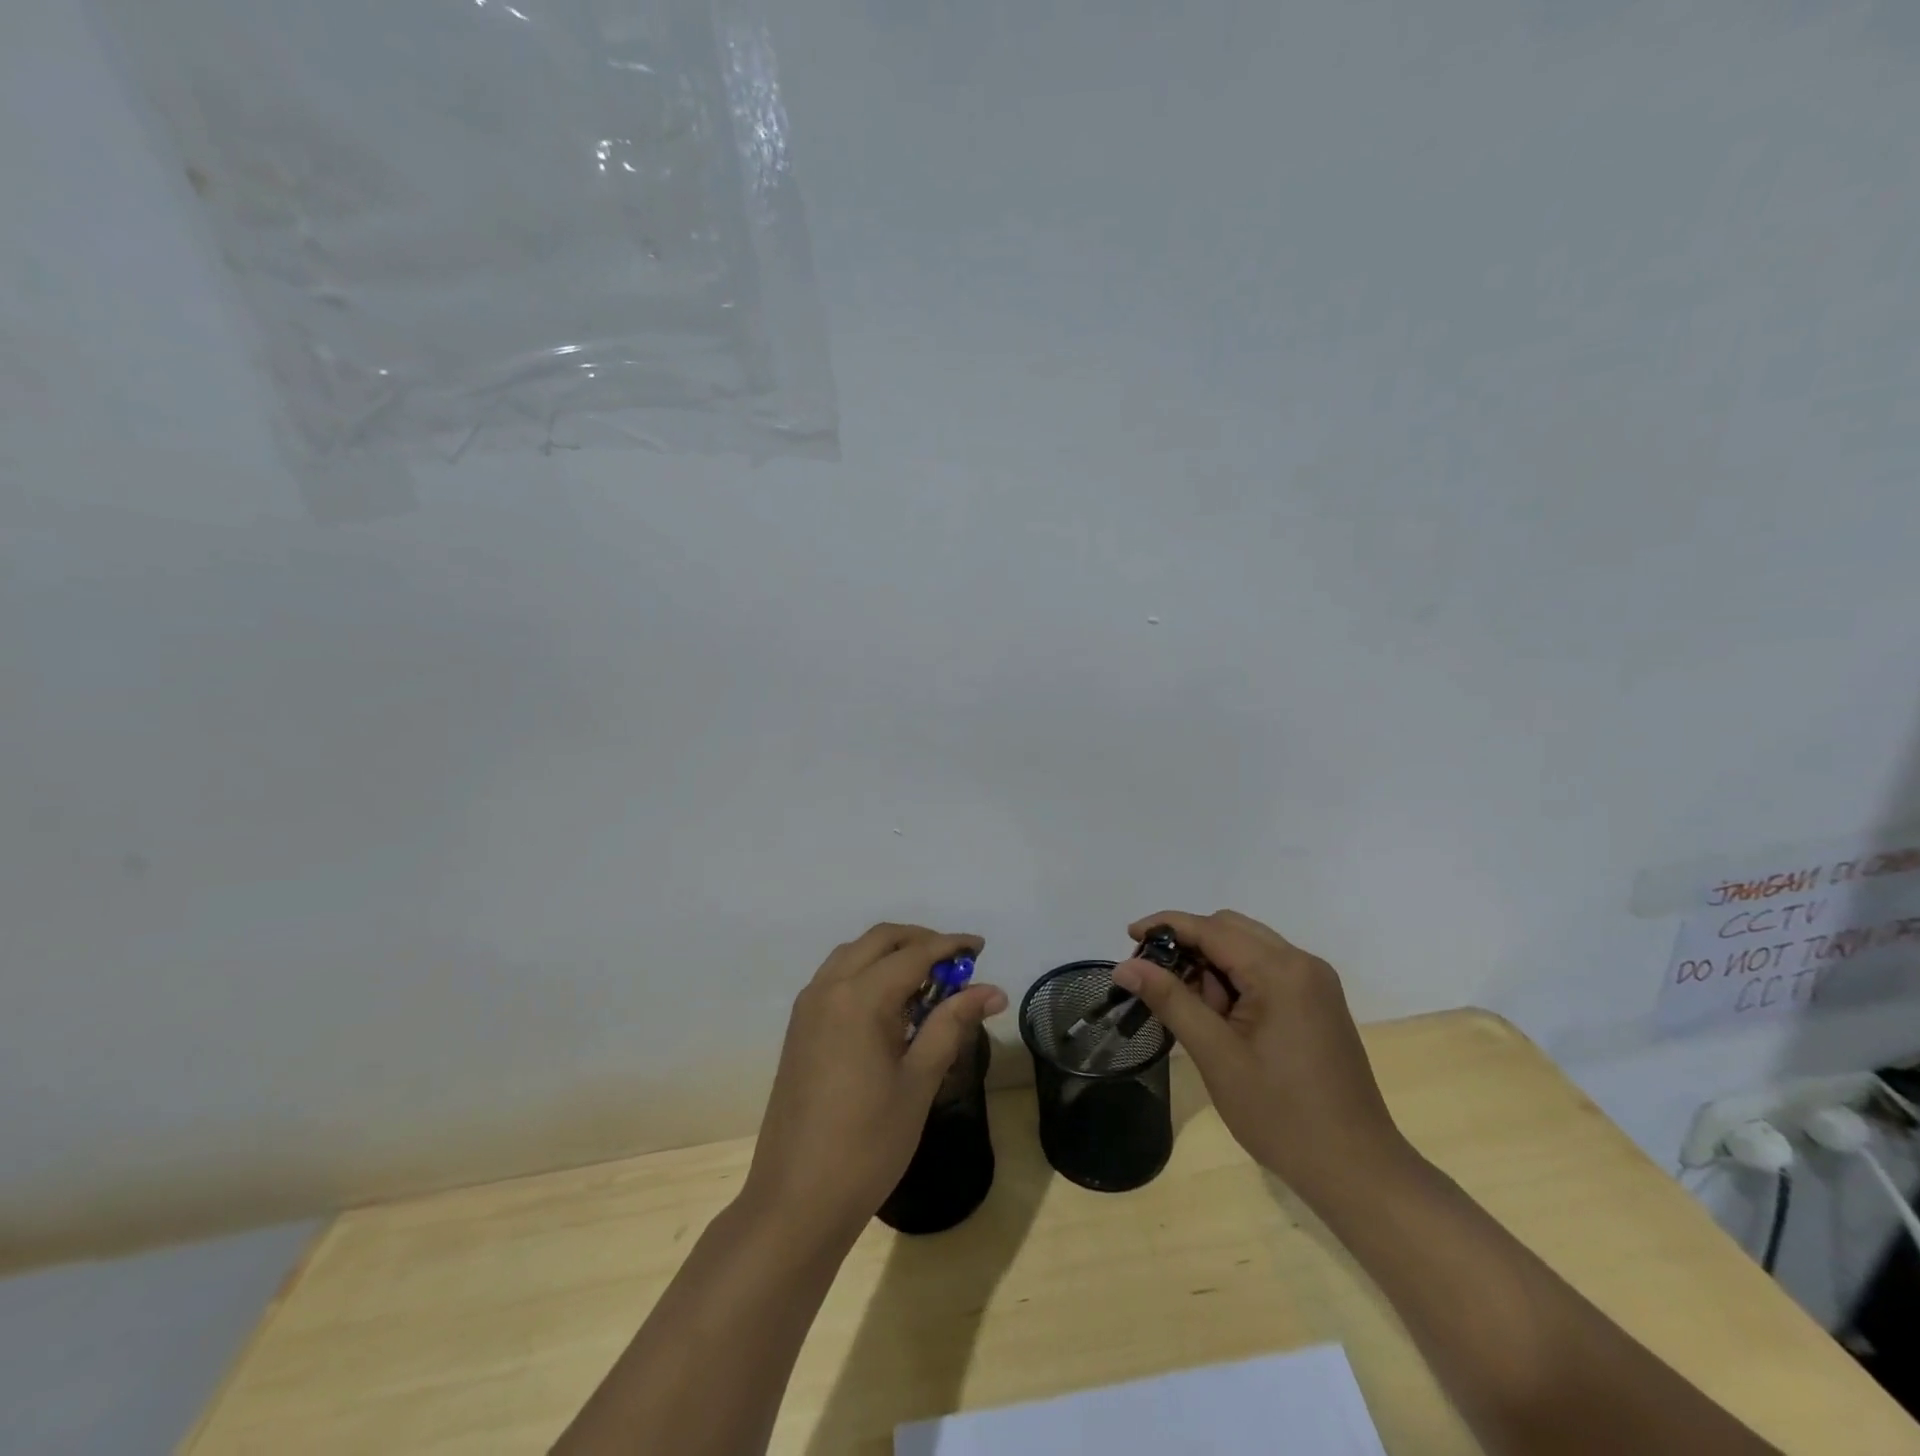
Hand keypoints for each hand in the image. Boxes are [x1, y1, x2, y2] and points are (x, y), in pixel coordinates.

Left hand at [740, 924, 1006, 1247]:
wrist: (796, 1201)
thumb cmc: (867, 1144)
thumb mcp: (918, 1082)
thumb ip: (951, 1025)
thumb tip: (992, 990)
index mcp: (859, 998)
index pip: (913, 954)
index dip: (950, 946)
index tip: (980, 947)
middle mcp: (828, 988)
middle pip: (879, 940)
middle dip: (920, 940)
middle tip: (956, 961)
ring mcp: (808, 1007)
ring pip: (854, 954)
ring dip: (891, 953)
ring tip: (927, 981)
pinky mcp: (800, 1027)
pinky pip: (836, 977)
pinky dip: (867, 972)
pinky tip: (890, 1005)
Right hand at [1112, 909, 1410, 1205]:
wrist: (1357, 1170)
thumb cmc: (1281, 1115)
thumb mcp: (1216, 1055)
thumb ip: (1170, 1000)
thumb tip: (1125, 966)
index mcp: (1280, 971)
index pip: (1211, 928)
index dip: (1166, 926)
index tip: (1128, 937)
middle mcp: (1302, 963)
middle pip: (1231, 929)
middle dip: (1188, 945)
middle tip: (1155, 979)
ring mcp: (1315, 982)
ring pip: (1248, 948)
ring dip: (1211, 963)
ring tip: (1189, 1007)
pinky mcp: (1318, 1002)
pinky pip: (1267, 969)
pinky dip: (1235, 978)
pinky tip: (1220, 1015)